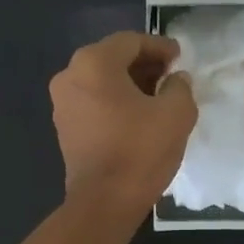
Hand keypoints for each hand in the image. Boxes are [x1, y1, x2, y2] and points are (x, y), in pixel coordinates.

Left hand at [49, 31, 195, 220]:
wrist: (105, 202)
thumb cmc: (140, 151)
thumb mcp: (176, 113)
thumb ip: (180, 86)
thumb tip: (175, 79)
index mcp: (94, 63)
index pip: (131, 41)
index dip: (160, 46)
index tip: (181, 58)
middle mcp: (70, 75)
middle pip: (113, 59)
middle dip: (144, 65)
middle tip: (172, 76)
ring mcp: (62, 103)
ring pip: (102, 82)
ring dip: (130, 85)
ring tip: (159, 99)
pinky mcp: (65, 128)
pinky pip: (94, 103)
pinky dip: (116, 103)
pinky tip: (138, 118)